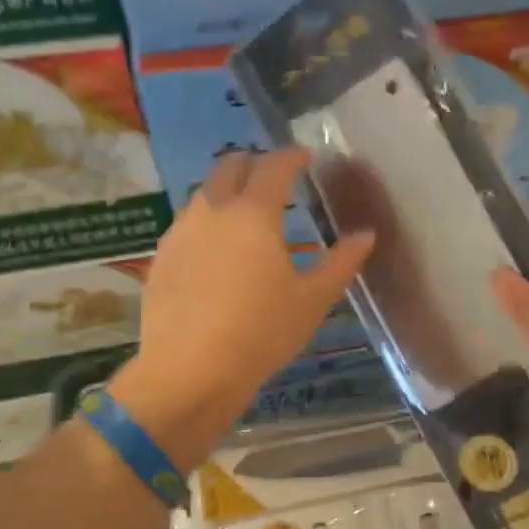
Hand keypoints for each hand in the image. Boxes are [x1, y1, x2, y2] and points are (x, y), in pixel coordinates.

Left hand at [109, 150, 373, 465]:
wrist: (190, 372)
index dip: (293, 156)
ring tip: (246, 215)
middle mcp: (212, 210)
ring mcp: (180, 232)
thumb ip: (342, 262)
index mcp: (254, 213)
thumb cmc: (261, 333)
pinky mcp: (161, 258)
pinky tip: (216, 250)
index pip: (275, 166)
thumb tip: (366, 235)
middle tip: (275, 179)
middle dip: (254, 164)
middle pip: (230, 166)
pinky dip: (207, 221)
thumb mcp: (312, 301)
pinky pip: (187, 224)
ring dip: (227, 191)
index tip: (306, 157)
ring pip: (204, 194)